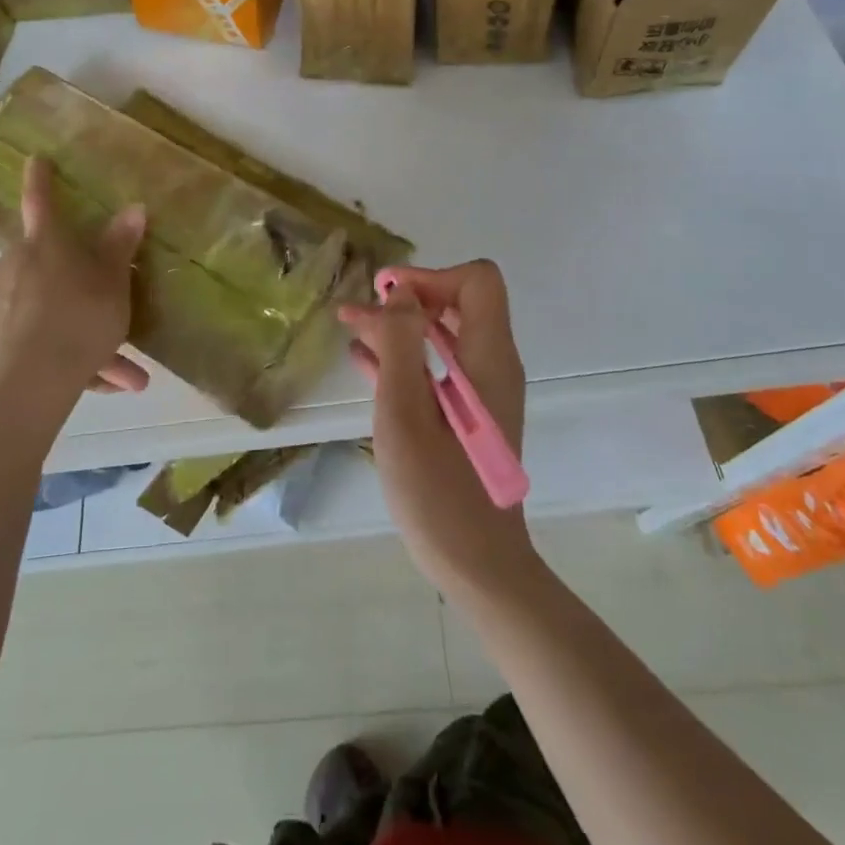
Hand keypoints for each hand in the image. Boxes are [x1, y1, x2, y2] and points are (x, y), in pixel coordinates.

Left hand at [0, 157, 148, 430]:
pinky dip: (71, 356)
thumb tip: (134, 207)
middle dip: (87, 289)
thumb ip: (120, 246)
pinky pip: (41, 340)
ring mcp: (0, 304)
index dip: (40, 179)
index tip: (35, 158)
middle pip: (53, 265)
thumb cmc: (77, 320)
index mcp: (44, 244)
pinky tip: (101, 385)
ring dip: (87, 333)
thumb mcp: (112, 283)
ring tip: (125, 374)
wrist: (25, 389)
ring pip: (52, 310)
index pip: (41, 201)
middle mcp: (15, 266)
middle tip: (117, 313)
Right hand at [339, 260, 535, 597]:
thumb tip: (400, 292)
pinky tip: (364, 364)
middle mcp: (492, 366)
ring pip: (443, 337)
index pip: (477, 281)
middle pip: (459, 304)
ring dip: (399, 329)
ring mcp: (482, 393)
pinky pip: (438, 369)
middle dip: (407, 300)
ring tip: (352, 330)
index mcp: (488, 357)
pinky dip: (404, 359)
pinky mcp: (468, 417)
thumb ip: (400, 343)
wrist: (477, 567)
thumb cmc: (437, 490)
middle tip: (357, 312)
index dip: (430, 277)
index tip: (386, 297)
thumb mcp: (405, 410)